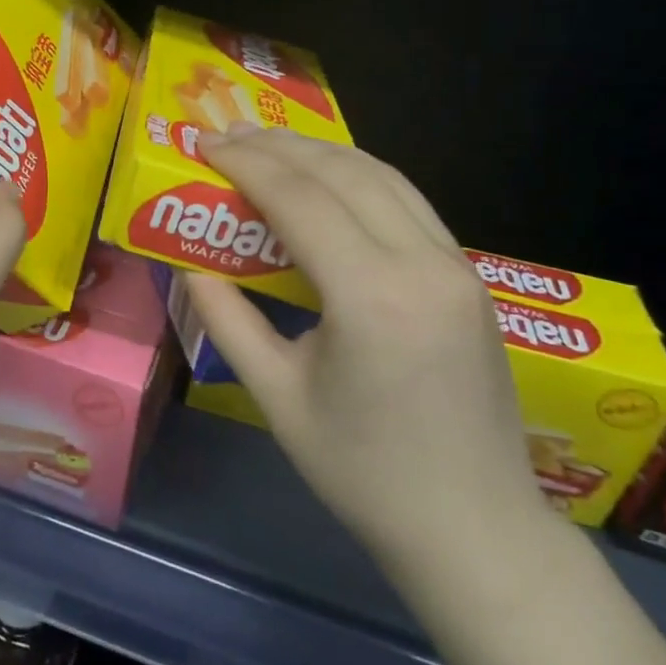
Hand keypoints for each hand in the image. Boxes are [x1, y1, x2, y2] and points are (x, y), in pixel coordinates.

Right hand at [183, 127, 554, 576]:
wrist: (475, 529)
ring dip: (322, 152)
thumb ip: (228, 321)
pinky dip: (360, 177)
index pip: (300, 199)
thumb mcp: (276, 397)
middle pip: (344, 172)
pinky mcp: (469, 279)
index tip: (204, 142)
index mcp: (372, 297)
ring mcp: (457, 268)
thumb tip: (190, 269)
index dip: (246, 163)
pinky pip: (409, 203)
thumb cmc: (363, 473)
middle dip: (279, 146)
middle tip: (227, 135)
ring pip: (384, 176)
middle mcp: (423, 265)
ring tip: (270, 146)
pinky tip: (328, 181)